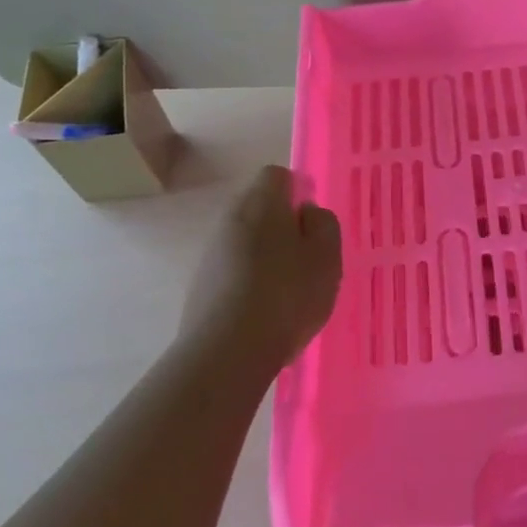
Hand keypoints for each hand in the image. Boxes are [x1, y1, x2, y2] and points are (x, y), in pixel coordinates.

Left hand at [177, 166, 341, 377]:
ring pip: (245, 240)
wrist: (227, 351)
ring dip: (265, 255)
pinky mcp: (200, 285)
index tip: (313, 222)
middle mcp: (230, 219)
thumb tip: (307, 212)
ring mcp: (211, 253)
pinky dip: (249, 280)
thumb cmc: (287, 295)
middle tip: (306, 258)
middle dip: (282, 226)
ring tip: (288, 290)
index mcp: (262, 204)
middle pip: (259, 207)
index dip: (298, 191)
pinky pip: (233, 270)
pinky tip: (265, 311)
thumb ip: (323, 225)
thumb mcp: (326, 257)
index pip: (277, 175)